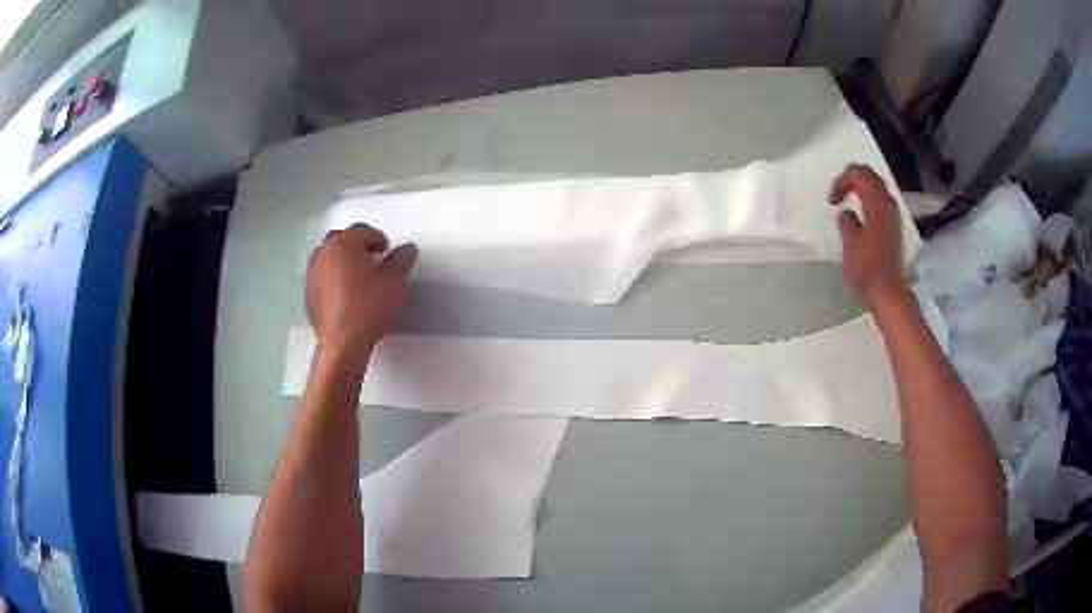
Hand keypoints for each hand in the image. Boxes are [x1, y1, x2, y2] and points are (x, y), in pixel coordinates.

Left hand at [306, 224, 417, 361]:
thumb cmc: (369, 306)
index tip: (387, 251)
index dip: (377, 238)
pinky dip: (333, 277)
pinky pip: (322, 276)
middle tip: (371, 259)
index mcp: (343, 244)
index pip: (361, 230)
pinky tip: (345, 294)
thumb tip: (407, 248)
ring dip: (342, 260)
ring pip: (327, 257)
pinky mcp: (308, 294)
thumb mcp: (394, 282)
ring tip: (357, 277)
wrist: (343, 342)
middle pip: (340, 239)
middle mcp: (323, 254)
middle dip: (356, 245)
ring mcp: (312, 274)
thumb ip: (401, 261)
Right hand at [828, 164, 907, 309]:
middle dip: (851, 179)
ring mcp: (893, 215)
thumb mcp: (850, 242)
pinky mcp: (893, 227)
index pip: (857, 173)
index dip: (841, 181)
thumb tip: (847, 214)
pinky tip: (861, 217)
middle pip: (869, 175)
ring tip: (847, 203)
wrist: (888, 292)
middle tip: (838, 195)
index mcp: (876, 202)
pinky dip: (868, 201)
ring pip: (876, 187)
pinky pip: (880, 202)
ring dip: (860, 189)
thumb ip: (846, 222)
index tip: (832, 202)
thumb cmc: (867, 268)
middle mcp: (888, 203)